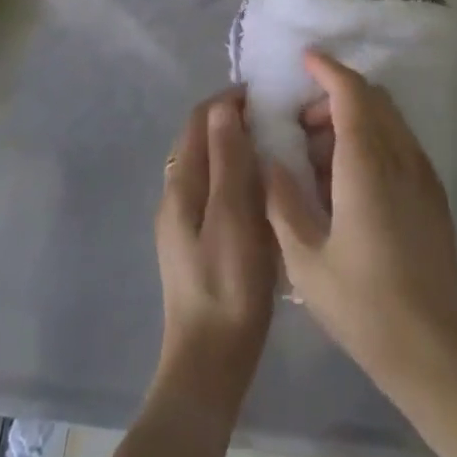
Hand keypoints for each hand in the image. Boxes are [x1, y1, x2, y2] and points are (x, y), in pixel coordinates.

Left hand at [153, 91, 276, 424]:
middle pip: (202, 139)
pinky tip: (266, 189)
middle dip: (235, 120)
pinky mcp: (199, 240)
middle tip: (279, 118)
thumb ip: (228, 160)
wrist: (211, 361)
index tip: (268, 95)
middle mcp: (176, 194)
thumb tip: (224, 107)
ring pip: (210, 164)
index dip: (229, 100)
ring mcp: (185, 220)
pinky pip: (217, 189)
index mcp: (181, 184)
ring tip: (278, 147)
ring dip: (238, 147)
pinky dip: (239, 175)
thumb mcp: (233, 215)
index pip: (199, 119)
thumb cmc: (228, 284)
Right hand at [264, 51, 456, 398]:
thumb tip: (270, 163)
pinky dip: (373, 138)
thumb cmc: (364, 306)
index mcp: (367, 166)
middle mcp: (401, 158)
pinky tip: (349, 180)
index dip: (328, 69)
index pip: (351, 94)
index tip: (304, 60)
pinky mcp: (433, 195)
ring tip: (319, 157)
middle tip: (301, 125)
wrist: (436, 351)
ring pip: (389, 120)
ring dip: (355, 117)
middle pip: (373, 99)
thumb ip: (282, 203)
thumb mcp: (306, 261)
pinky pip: (400, 144)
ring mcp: (423, 175)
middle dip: (335, 96)